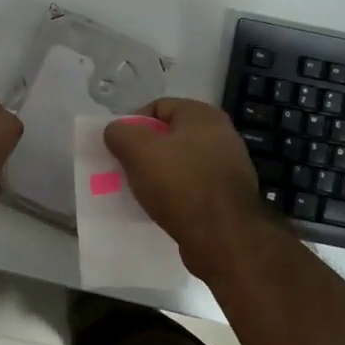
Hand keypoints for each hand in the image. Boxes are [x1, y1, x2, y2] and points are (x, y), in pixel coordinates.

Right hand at [102, 98, 270, 277]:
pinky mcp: (228, 197)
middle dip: (145, 151)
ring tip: (140, 191)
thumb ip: (120, 133)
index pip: (158, 107)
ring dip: (159, 175)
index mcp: (203, 115)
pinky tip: (161, 209)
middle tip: (126, 169)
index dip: (133, 123)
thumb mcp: (138, 151)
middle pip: (170, 136)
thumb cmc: (180, 184)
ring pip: (180, 163)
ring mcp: (228, 167)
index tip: (118, 147)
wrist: (224, 237)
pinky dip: (175, 195)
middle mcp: (221, 135)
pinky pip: (192, 188)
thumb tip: (116, 131)